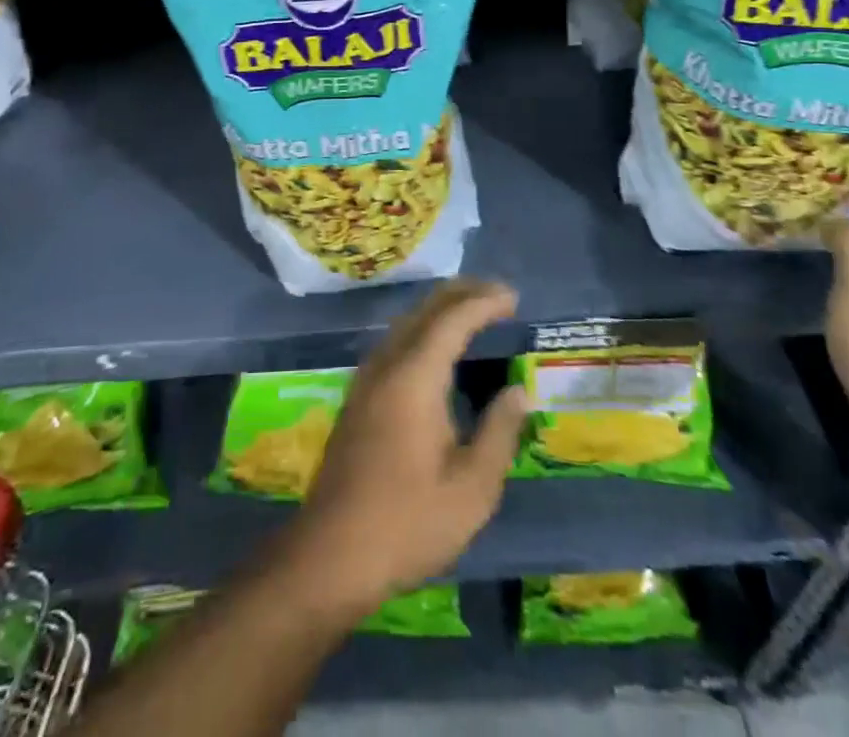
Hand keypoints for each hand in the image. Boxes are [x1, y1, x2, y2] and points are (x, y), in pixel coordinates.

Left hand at [279, 279, 529, 616]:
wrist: (330, 554)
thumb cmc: (408, 523)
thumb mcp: (472, 489)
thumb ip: (499, 433)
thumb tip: (517, 392)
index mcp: (415, 377)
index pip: (452, 320)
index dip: (483, 302)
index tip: (513, 297)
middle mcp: (387, 365)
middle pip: (424, 310)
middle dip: (461, 293)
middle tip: (497, 294)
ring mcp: (366, 379)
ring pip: (405, 322)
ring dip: (440, 308)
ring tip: (473, 311)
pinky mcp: (358, 397)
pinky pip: (395, 341)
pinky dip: (422, 328)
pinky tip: (436, 348)